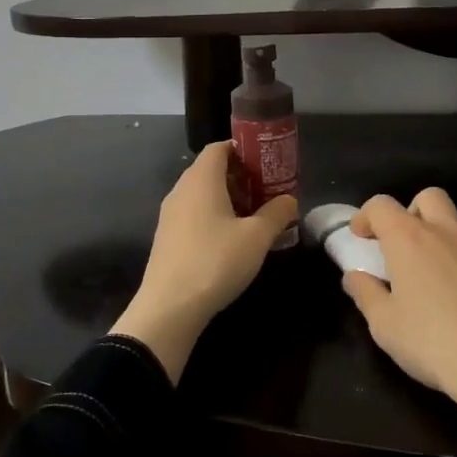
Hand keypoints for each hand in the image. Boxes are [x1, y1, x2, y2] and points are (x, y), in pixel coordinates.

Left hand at [111, 142, 298, 382]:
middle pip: (211, 170)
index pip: (219, 148)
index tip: (266, 164)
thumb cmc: (216, 261)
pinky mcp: (167, 238)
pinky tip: (231, 240)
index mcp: (201, 179)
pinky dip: (213, 217)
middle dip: (240, 177)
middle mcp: (181, 190)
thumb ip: (277, 213)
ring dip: (228, 199)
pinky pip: (193, 214)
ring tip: (254, 217)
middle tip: (267, 191)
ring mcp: (170, 215)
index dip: (243, 151)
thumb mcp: (257, 237)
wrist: (169, 308)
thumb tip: (289, 199)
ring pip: (202, 194)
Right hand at [341, 188, 456, 456]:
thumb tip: (354, 276)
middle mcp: (448, 230)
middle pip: (429, 197)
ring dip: (449, 237)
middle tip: (408, 245)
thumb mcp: (385, 326)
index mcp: (409, 239)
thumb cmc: (434, 344)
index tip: (362, 236)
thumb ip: (365, 294)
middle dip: (414, 212)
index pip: (381, 205)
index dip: (367, 216)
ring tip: (445, 272)